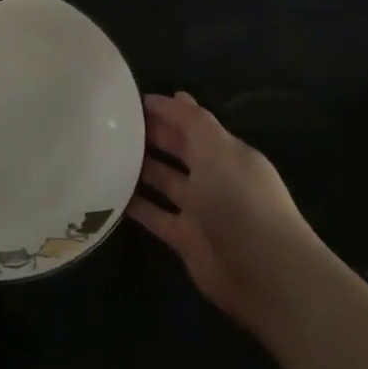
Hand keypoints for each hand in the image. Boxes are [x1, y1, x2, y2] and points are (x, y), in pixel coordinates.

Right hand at [129, 92, 322, 328]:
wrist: (264, 274)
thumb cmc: (241, 202)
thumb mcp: (218, 152)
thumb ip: (194, 123)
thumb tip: (177, 94)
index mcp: (227, 153)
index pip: (192, 123)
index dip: (165, 110)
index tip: (127, 100)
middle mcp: (214, 178)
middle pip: (177, 150)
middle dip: (150, 135)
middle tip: (109, 124)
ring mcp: (200, 210)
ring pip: (164, 181)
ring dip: (139, 168)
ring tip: (102, 153)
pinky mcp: (185, 239)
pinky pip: (155, 215)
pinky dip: (135, 205)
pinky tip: (107, 193)